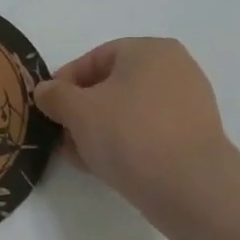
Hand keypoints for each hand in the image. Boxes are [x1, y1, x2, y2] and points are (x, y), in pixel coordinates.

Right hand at [33, 38, 239, 239]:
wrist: (192, 189)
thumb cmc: (131, 134)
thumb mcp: (79, 111)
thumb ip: (55, 95)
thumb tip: (45, 91)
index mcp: (150, 50)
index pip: (95, 58)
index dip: (64, 82)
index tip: (47, 108)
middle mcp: (175, 69)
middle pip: (112, 85)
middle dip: (81, 110)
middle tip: (61, 134)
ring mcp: (189, 105)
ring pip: (129, 112)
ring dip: (99, 130)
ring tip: (78, 156)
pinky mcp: (195, 138)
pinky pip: (149, 133)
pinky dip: (124, 144)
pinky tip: (104, 166)